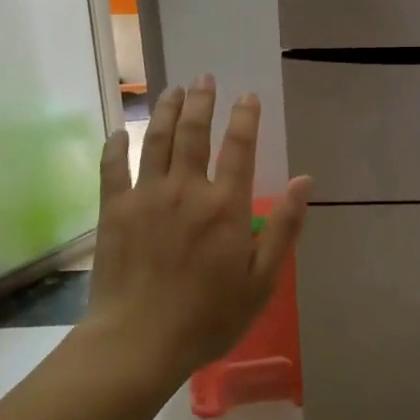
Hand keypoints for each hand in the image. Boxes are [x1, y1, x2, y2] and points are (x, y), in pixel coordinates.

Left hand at [86, 76, 311, 385]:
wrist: (139, 342)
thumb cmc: (208, 317)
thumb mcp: (262, 280)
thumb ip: (284, 227)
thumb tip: (305, 180)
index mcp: (225, 205)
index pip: (239, 148)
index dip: (245, 117)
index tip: (248, 96)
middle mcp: (186, 189)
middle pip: (194, 133)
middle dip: (202, 101)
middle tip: (205, 78)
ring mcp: (146, 196)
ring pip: (157, 140)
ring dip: (167, 111)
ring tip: (173, 89)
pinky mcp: (114, 210)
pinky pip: (113, 167)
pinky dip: (117, 145)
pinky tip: (121, 130)